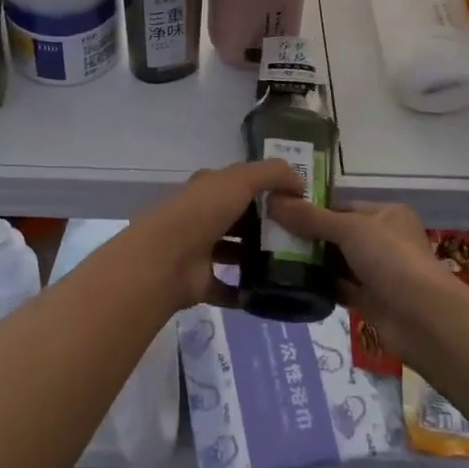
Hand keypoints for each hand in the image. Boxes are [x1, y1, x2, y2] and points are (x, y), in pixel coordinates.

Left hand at [135, 160, 300, 308]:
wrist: (166, 258)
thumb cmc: (203, 211)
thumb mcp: (241, 179)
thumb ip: (272, 173)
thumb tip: (300, 182)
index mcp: (210, 188)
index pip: (241, 183)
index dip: (268, 189)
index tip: (298, 202)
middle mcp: (203, 216)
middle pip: (240, 218)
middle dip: (267, 225)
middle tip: (302, 236)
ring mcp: (200, 250)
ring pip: (235, 252)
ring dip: (258, 258)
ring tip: (293, 265)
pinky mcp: (201, 283)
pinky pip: (229, 287)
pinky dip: (246, 291)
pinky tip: (272, 293)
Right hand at [265, 197, 455, 360]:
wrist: (424, 319)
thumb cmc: (391, 259)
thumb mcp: (349, 228)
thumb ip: (311, 217)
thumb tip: (273, 200)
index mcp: (385, 214)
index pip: (342, 206)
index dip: (312, 209)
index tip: (279, 212)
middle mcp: (382, 240)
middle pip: (337, 234)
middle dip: (308, 236)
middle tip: (270, 236)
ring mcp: (377, 272)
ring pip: (337, 262)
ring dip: (312, 263)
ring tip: (273, 259)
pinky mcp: (370, 301)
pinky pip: (339, 288)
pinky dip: (320, 286)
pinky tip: (292, 284)